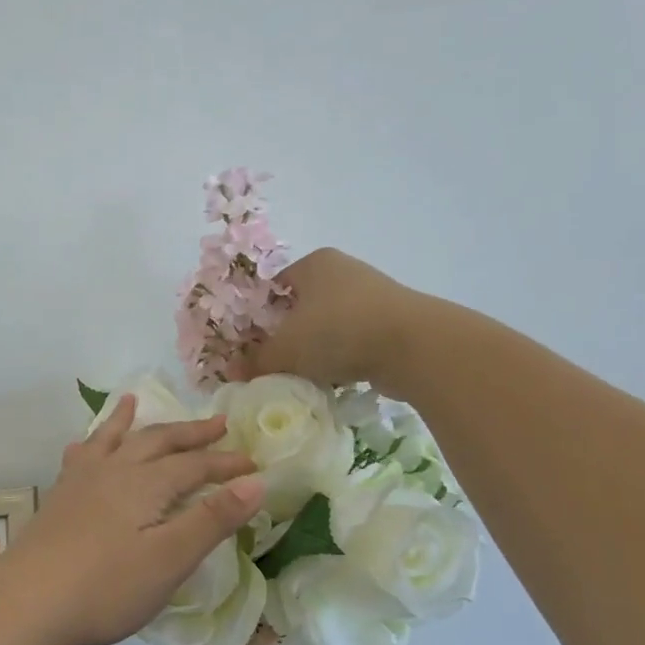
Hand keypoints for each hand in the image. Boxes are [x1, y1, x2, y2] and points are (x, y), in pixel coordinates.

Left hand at [8, 395, 263, 644]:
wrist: (28, 601)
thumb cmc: (107, 587)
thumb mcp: (170, 559)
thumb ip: (212, 519)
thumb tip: (256, 482)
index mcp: (146, 484)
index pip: (195, 466)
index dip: (226, 464)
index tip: (254, 465)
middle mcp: (114, 471)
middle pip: (158, 442)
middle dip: (190, 433)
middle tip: (217, 424)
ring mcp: (81, 482)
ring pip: (113, 440)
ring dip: (130, 422)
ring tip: (135, 401)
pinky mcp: (59, 499)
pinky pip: (79, 456)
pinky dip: (89, 443)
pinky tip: (83, 446)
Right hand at [233, 247, 420, 392]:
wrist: (413, 346)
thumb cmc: (337, 332)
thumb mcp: (285, 350)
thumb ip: (256, 361)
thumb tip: (232, 373)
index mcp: (314, 263)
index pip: (273, 286)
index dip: (256, 315)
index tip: (249, 344)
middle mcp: (343, 272)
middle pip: (300, 307)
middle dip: (285, 335)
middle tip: (271, 363)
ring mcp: (371, 296)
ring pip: (327, 326)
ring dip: (314, 350)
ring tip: (300, 375)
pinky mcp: (391, 323)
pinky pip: (352, 341)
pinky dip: (340, 358)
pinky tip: (332, 380)